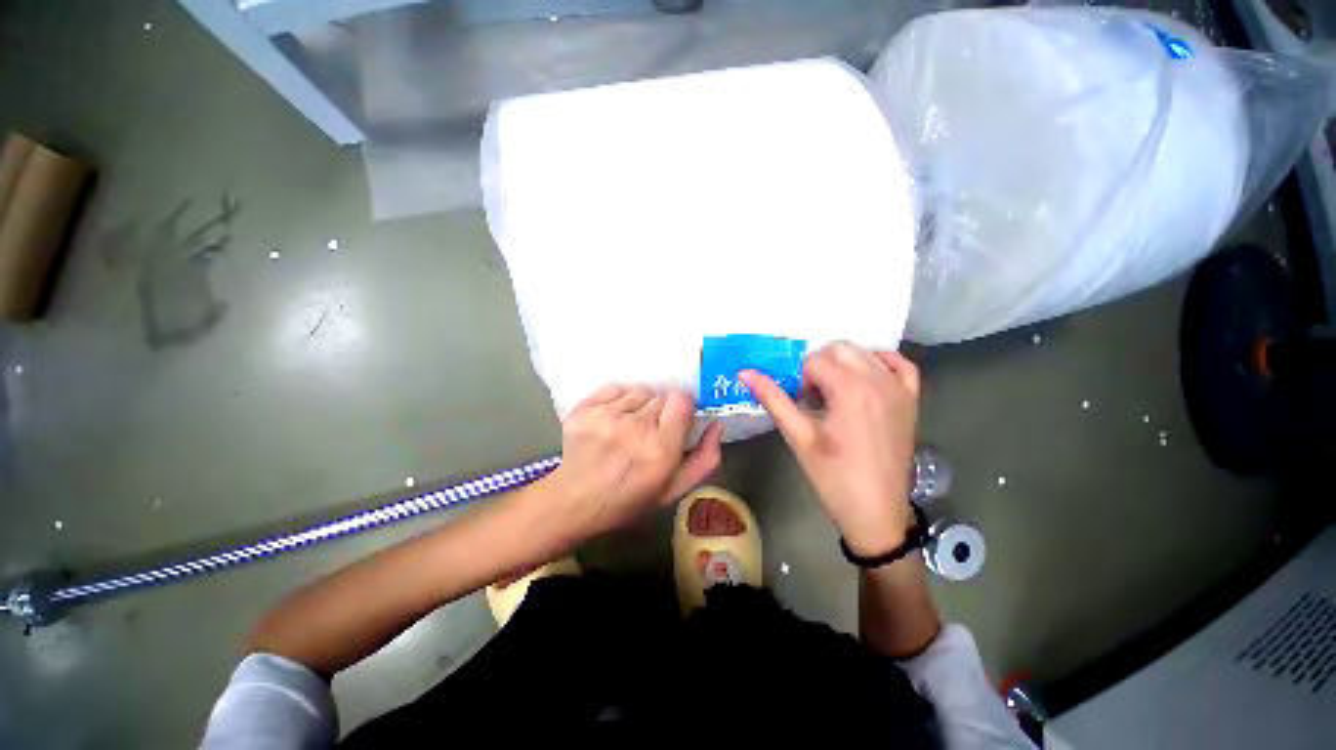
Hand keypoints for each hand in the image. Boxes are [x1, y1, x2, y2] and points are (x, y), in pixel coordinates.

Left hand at [545, 385, 722, 543]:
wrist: (575, 502)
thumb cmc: (630, 499)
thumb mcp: (675, 489)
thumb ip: (705, 458)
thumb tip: (717, 425)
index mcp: (660, 449)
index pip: (681, 399)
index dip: (682, 407)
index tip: (677, 419)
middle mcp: (634, 427)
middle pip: (661, 395)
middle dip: (661, 411)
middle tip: (650, 431)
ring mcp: (605, 416)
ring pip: (639, 390)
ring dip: (640, 405)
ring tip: (629, 427)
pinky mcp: (584, 409)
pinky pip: (614, 388)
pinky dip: (619, 399)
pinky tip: (613, 419)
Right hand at [741, 343, 918, 555]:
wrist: (877, 512)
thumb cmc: (833, 477)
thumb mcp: (799, 437)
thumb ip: (773, 399)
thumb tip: (745, 372)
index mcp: (851, 391)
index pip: (814, 362)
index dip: (799, 379)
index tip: (799, 403)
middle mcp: (879, 381)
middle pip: (840, 349)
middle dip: (819, 367)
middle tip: (812, 398)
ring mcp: (900, 390)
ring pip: (865, 352)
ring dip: (844, 365)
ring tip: (834, 394)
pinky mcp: (911, 401)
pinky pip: (900, 364)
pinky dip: (880, 362)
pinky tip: (865, 377)